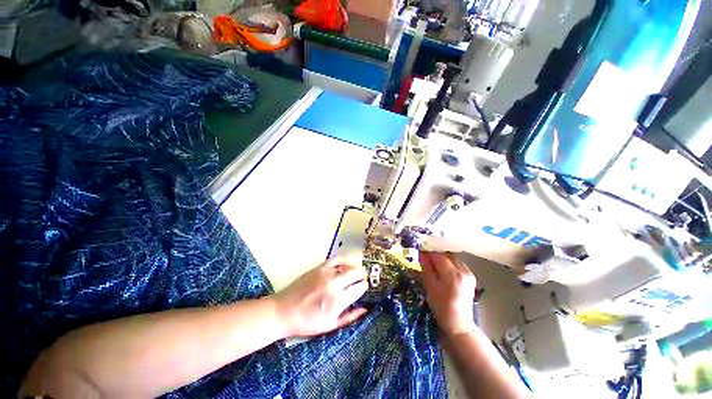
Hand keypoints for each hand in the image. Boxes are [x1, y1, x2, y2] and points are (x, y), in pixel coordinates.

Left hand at [273, 256, 367, 337]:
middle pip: (356, 273)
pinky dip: (345, 259)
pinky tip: (348, 261)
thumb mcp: (330, 326)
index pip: (359, 288)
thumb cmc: (307, 322)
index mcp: (338, 301)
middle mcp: (334, 284)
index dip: (364, 287)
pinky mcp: (319, 267)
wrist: (284, 311)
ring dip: (355, 267)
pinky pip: (336, 259)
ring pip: (348, 264)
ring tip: (357, 270)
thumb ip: (350, 317)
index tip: (365, 287)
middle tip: (364, 277)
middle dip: (363, 274)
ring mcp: (326, 273)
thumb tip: (366, 308)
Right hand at [419, 252, 476, 335]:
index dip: (428, 253)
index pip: (439, 255)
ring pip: (452, 258)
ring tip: (432, 264)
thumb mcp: (430, 287)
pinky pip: (457, 264)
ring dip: (442, 259)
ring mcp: (469, 273)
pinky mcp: (470, 277)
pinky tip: (442, 270)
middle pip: (447, 255)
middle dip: (435, 255)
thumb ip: (426, 269)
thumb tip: (421, 255)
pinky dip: (448, 264)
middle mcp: (463, 271)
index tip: (419, 253)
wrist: (459, 324)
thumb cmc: (442, 308)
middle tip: (424, 258)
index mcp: (453, 274)